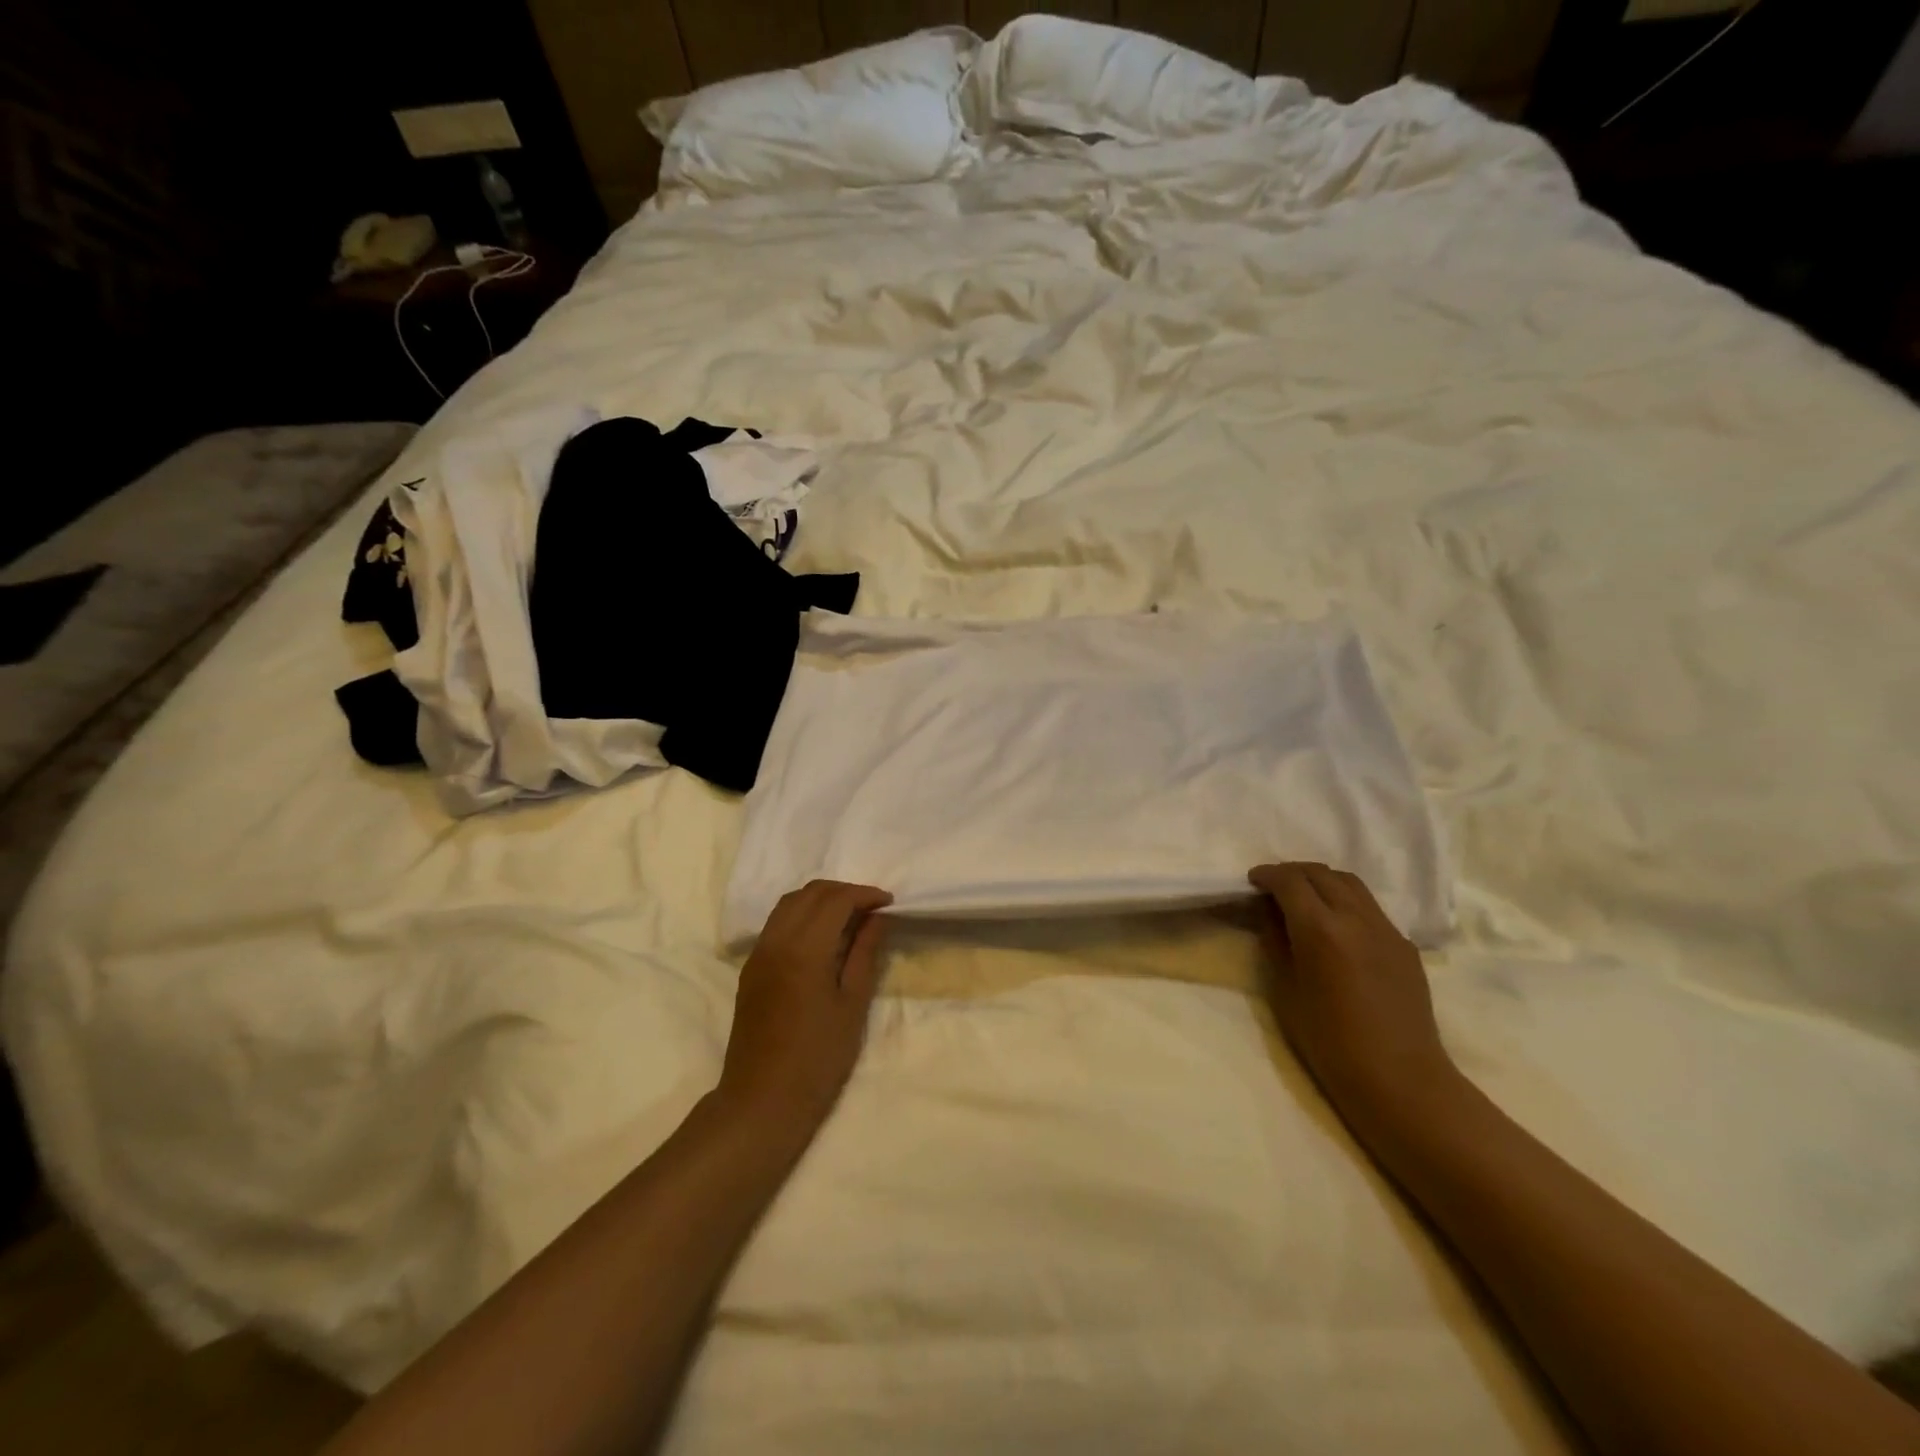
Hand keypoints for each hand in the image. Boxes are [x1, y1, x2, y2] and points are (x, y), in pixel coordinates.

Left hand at [717, 880, 892, 1132]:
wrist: (762, 1100)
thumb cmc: (818, 1058)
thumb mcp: (852, 1005)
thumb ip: (864, 953)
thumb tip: (877, 918)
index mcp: (804, 949)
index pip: (836, 900)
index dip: (864, 894)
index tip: (888, 903)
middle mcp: (776, 940)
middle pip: (810, 893)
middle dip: (843, 891)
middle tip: (872, 908)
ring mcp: (758, 953)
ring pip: (789, 903)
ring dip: (820, 899)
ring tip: (849, 917)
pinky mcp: (751, 967)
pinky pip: (777, 923)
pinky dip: (802, 914)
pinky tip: (821, 935)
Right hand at [1247, 863, 1459, 1132]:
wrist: (1399, 1078)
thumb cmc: (1329, 1041)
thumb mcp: (1285, 989)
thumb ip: (1275, 941)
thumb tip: (1269, 913)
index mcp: (1321, 929)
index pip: (1290, 881)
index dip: (1268, 875)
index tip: (1253, 881)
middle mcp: (1356, 918)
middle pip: (1321, 873)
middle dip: (1293, 873)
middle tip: (1274, 886)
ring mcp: (1387, 929)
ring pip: (1350, 884)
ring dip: (1322, 881)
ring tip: (1305, 898)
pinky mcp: (1405, 945)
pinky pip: (1370, 907)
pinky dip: (1346, 901)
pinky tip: (1336, 926)